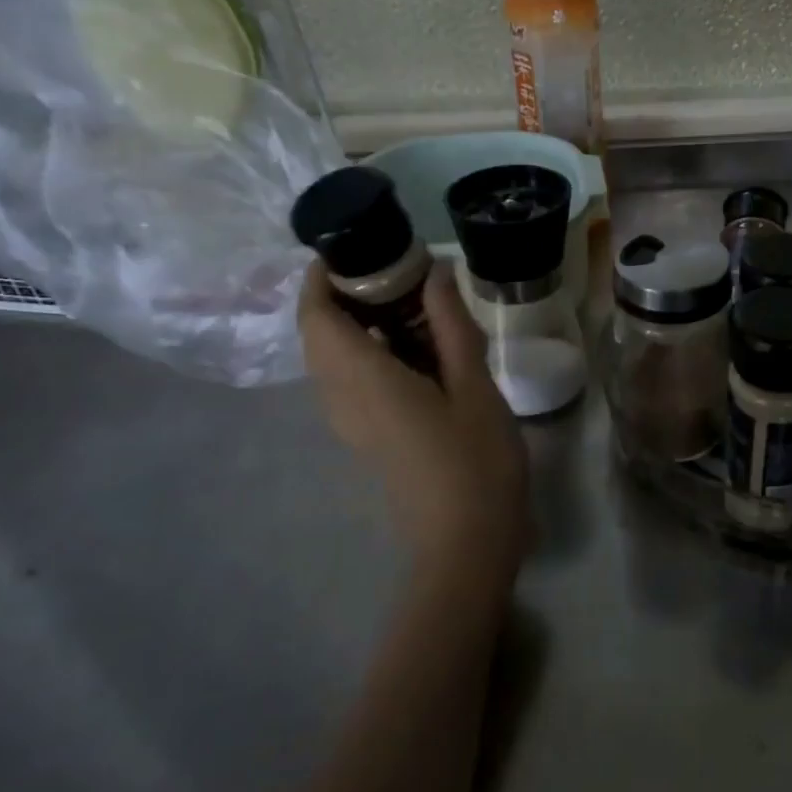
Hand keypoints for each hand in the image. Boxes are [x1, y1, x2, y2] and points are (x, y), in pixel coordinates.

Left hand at [298, 262, 529, 584]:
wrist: (466, 545)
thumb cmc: (475, 463)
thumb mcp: (474, 387)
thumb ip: (450, 326)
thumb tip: (434, 272)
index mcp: (363, 380)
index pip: (316, 316)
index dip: (322, 276)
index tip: (361, 247)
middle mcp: (342, 398)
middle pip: (320, 333)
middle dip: (345, 293)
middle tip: (400, 270)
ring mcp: (351, 421)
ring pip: (334, 357)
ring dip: (360, 321)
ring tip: (414, 301)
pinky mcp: (367, 435)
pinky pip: (351, 378)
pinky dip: (371, 349)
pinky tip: (419, 346)